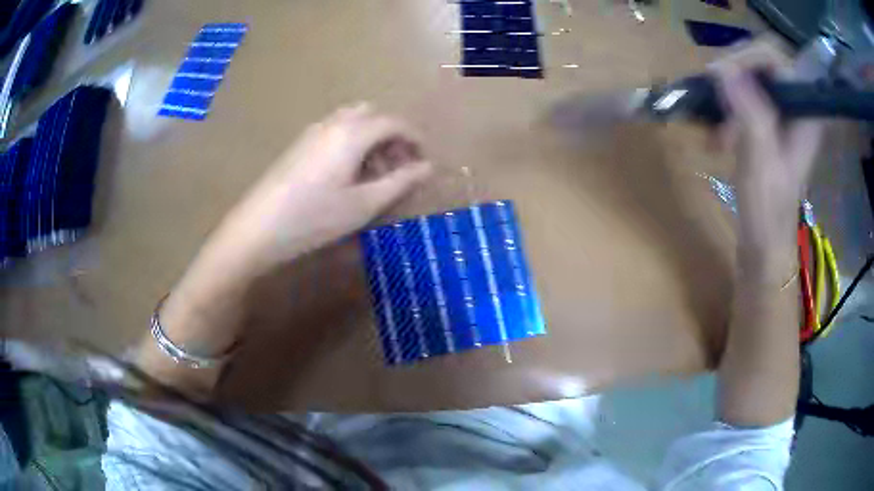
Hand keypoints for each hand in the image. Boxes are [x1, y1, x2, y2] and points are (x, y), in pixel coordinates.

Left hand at [137, 105, 432, 394]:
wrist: (258, 229)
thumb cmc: (315, 218)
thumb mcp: (364, 205)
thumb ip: (400, 182)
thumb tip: (427, 168)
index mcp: (353, 133)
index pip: (394, 122)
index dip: (414, 138)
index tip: (424, 161)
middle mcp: (333, 124)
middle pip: (372, 115)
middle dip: (391, 135)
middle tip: (397, 167)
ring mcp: (311, 133)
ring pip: (351, 122)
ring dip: (370, 139)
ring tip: (373, 175)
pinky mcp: (297, 146)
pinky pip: (333, 132)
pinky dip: (350, 144)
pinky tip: (345, 176)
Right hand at [711, 41, 824, 278]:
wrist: (764, 244)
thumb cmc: (768, 211)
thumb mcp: (760, 162)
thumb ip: (749, 113)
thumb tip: (724, 70)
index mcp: (804, 113)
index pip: (775, 58)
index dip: (746, 58)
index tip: (719, 76)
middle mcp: (795, 106)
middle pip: (760, 63)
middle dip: (733, 77)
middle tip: (713, 97)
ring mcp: (781, 116)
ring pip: (748, 79)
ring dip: (727, 96)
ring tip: (715, 127)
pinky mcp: (768, 125)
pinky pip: (743, 99)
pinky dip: (726, 110)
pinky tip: (718, 134)